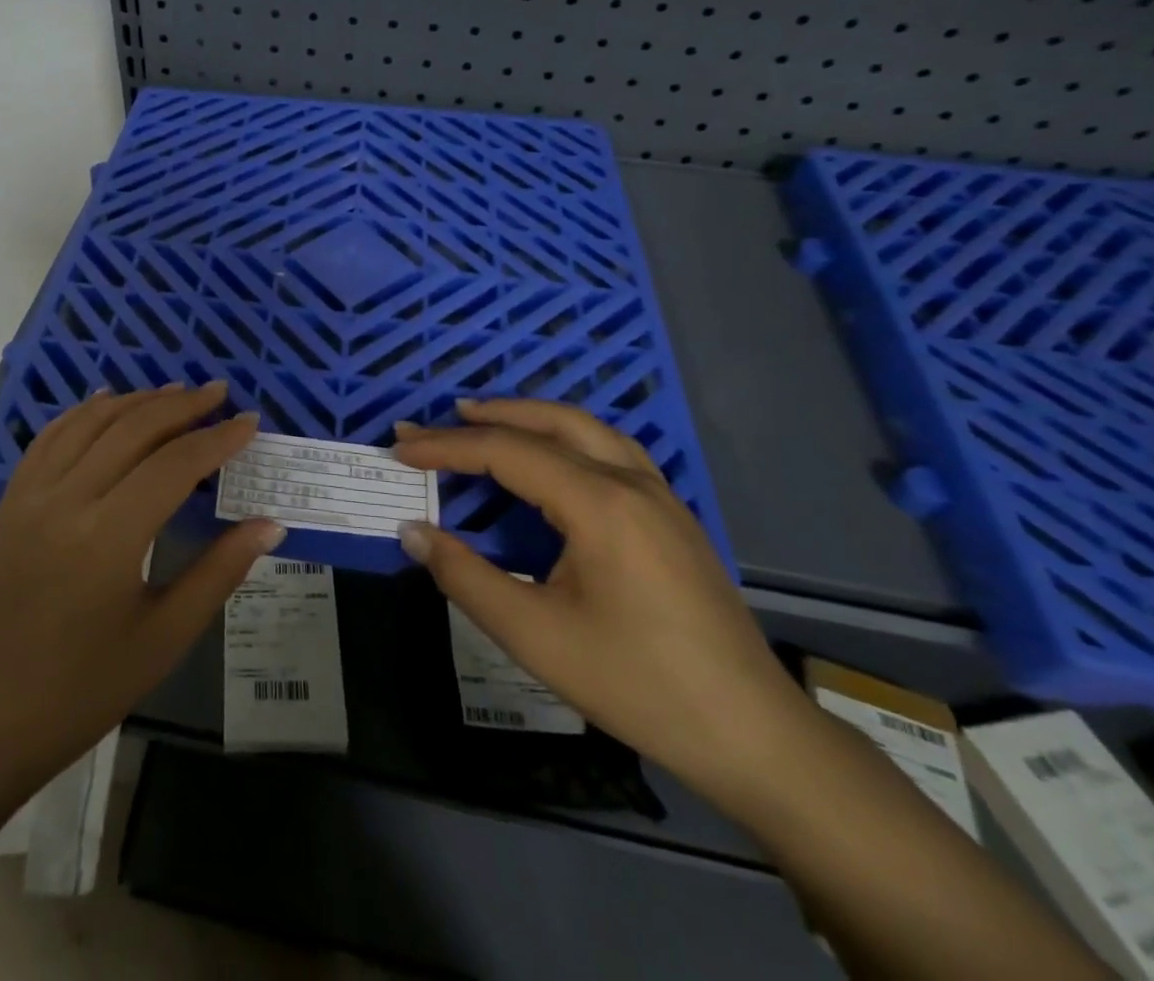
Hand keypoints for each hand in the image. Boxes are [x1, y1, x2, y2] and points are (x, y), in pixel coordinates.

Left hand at [0, 383, 282, 789]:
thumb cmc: (82, 690)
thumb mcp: (164, 638)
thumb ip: (219, 572)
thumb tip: (269, 524)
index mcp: (108, 537)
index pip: (174, 464)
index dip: (217, 439)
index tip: (249, 422)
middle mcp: (66, 500)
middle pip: (132, 429)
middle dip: (182, 406)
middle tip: (219, 393)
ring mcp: (30, 496)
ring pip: (90, 423)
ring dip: (136, 401)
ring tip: (175, 392)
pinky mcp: (9, 502)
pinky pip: (50, 438)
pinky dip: (84, 413)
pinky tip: (106, 402)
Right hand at [394, 399, 809, 808]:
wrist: (753, 735)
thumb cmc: (636, 683)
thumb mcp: (534, 635)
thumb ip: (464, 576)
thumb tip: (412, 531)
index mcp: (598, 503)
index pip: (506, 452)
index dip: (446, 447)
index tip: (400, 450)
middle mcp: (630, 482)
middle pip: (548, 423)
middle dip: (485, 417)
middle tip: (433, 422)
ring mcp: (659, 496)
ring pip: (585, 428)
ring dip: (529, 417)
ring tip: (484, 419)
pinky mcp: (673, 516)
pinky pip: (611, 449)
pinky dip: (566, 436)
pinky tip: (554, 457)